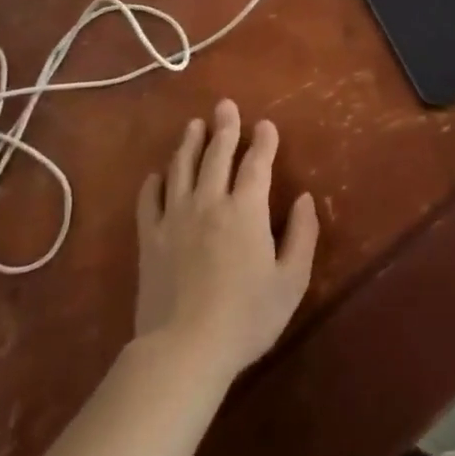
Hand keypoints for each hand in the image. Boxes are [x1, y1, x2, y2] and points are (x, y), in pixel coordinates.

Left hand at [134, 100, 318, 381]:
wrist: (183, 350)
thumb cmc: (246, 317)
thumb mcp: (291, 280)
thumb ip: (302, 235)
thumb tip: (305, 198)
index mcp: (246, 210)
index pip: (256, 163)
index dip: (263, 141)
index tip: (265, 124)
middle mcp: (209, 202)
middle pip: (216, 154)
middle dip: (224, 127)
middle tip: (225, 105)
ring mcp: (175, 218)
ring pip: (182, 168)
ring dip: (189, 143)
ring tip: (194, 125)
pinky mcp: (149, 239)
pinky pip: (149, 200)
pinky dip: (154, 182)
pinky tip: (157, 174)